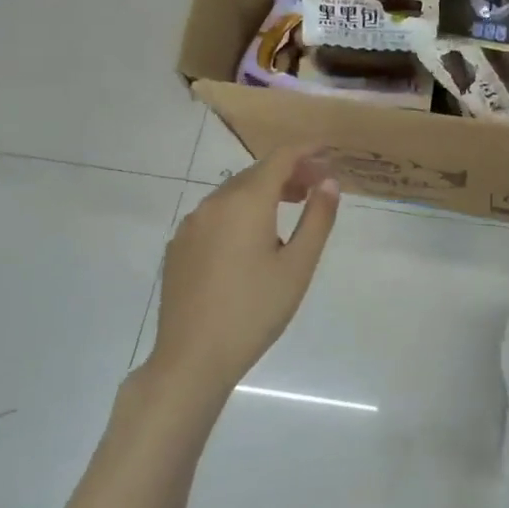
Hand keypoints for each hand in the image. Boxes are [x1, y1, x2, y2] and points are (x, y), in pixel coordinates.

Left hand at [149, 145, 340, 398]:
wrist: (192, 358)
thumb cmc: (255, 311)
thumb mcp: (298, 266)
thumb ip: (317, 218)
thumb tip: (329, 182)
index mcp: (245, 202)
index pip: (280, 158)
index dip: (306, 150)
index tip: (329, 151)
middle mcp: (213, 203)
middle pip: (256, 173)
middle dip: (289, 172)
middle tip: (317, 185)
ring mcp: (191, 225)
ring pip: (233, 193)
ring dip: (264, 191)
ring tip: (291, 207)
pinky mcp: (179, 246)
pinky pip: (215, 215)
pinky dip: (240, 212)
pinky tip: (253, 239)